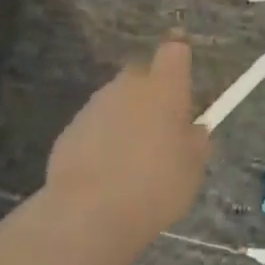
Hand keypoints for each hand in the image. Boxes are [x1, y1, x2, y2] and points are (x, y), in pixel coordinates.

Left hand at [46, 35, 211, 238]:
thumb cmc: (155, 187)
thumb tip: (193, 131)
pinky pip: (96, 126)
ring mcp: (94, 106)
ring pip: (117, 102)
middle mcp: (126, 87)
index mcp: (163, 89)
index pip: (174, 52)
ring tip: (134, 160)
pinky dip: (104, 140)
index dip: (180, 62)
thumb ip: (195, 143)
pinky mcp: (70, 129)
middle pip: (142, 76)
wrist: (90, 212)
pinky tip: (108, 173)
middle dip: (152, 94)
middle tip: (162, 131)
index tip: (184, 82)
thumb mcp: (192, 170)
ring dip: (127, 119)